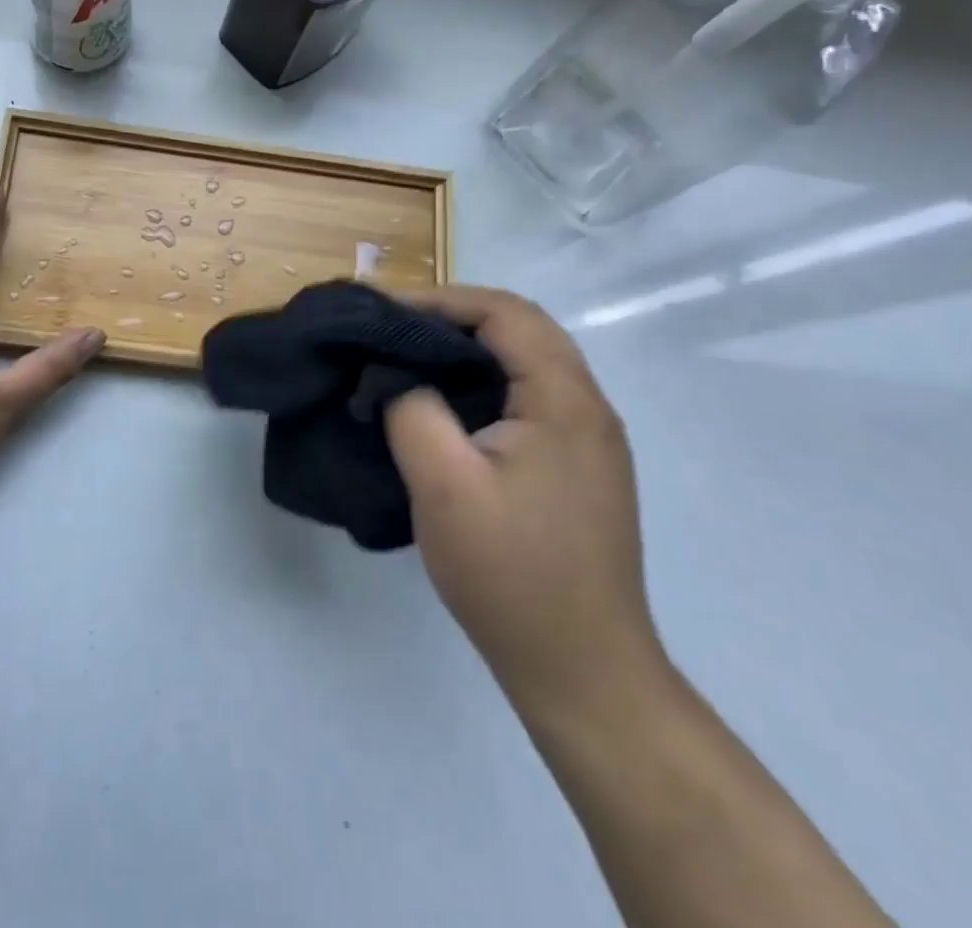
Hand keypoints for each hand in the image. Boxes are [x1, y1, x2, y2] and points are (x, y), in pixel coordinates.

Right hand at [385, 288, 665, 720]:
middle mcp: (588, 408)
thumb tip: (393, 374)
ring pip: (525, 363)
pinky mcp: (577, 468)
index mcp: (565, 401)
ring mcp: (588, 441)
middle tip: (392, 328)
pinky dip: (482, 382)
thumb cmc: (511, 573)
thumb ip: (412, 409)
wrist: (582, 671)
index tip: (383, 310)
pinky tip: (443, 406)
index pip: (505, 313)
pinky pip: (528, 398)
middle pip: (521, 329)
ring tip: (409, 358)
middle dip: (452, 316)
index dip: (441, 299)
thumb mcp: (443, 484)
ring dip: (468, 348)